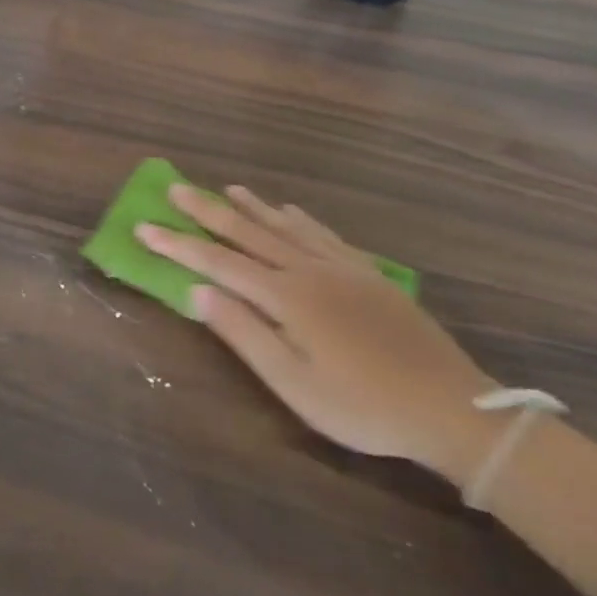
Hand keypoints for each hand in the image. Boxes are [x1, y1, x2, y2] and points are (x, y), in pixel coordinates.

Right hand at [139, 185, 496, 482]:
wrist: (452, 408)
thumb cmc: (363, 406)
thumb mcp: (294, 384)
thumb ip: (243, 333)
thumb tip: (197, 292)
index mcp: (286, 296)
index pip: (217, 263)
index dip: (177, 245)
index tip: (144, 227)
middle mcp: (309, 269)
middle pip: (248, 233)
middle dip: (208, 211)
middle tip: (176, 188)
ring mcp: (342, 268)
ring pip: (285, 227)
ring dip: (251, 207)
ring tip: (227, 189)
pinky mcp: (369, 274)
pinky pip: (324, 234)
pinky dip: (299, 218)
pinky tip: (291, 210)